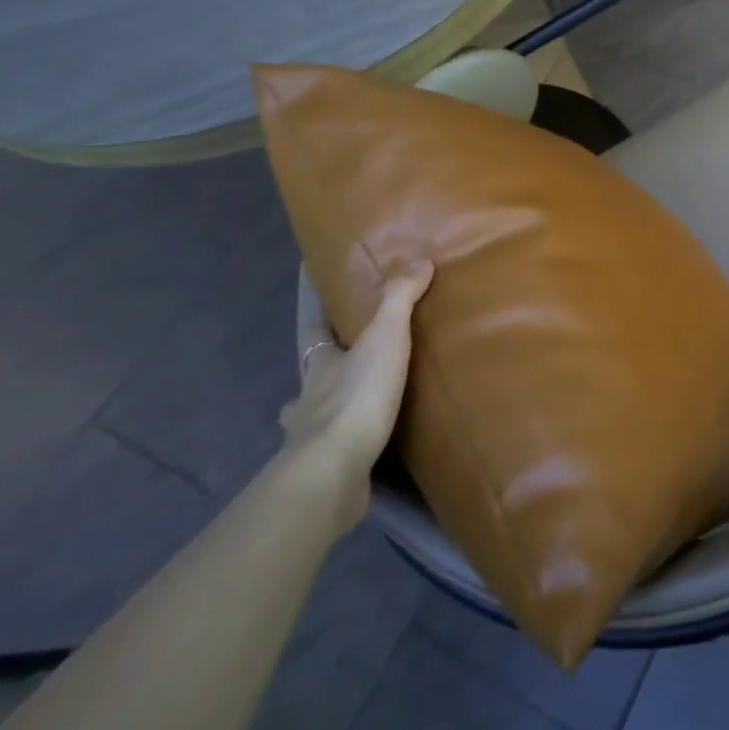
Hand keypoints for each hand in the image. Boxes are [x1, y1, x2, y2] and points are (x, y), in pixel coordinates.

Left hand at [280, 265, 433, 526]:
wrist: (334, 469)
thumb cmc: (357, 396)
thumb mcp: (385, 338)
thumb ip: (400, 299)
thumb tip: (420, 260)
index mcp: (320, 363)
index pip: (316, 332)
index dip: (321, 317)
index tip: (324, 306)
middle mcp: (308, 397)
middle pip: (313, 375)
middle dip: (325, 368)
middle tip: (348, 361)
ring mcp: (309, 437)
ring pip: (313, 415)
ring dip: (327, 409)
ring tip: (355, 407)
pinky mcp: (324, 468)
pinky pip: (333, 450)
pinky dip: (343, 445)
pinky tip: (359, 448)